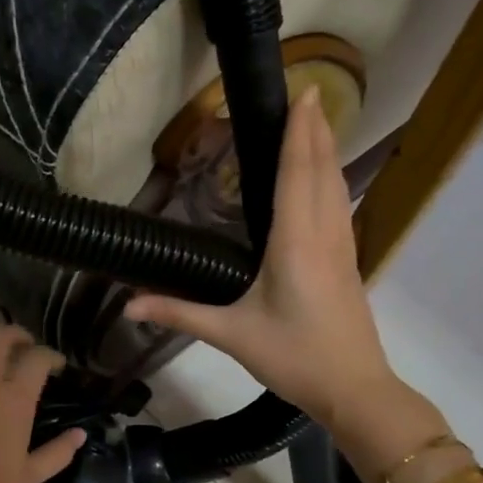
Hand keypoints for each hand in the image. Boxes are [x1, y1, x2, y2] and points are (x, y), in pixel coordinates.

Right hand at [125, 88, 398, 430]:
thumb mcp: (231, 335)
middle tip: (308, 94)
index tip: (304, 93)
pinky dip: (331, 180)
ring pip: (336, 187)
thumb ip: (180, 314)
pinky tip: (325, 180)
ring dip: (326, 151)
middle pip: (322, 171)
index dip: (299, 132)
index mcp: (295, 243)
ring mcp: (341, 248)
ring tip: (317, 124)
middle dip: (316, 130)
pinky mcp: (347, 262)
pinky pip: (339, 207)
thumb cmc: (294, 358)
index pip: (297, 174)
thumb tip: (129, 305)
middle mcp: (323, 235)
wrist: (354, 389)